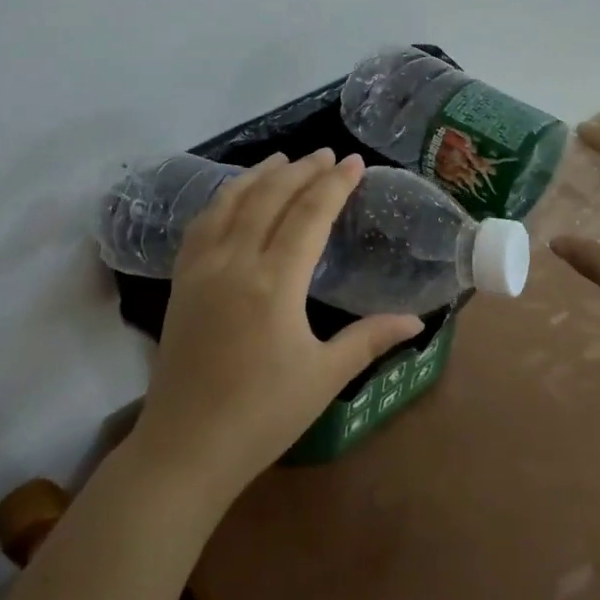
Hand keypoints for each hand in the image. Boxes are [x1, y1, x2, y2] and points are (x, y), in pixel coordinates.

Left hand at [131, 150, 422, 503]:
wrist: (186, 445)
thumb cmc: (263, 415)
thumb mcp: (324, 377)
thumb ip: (369, 339)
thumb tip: (417, 320)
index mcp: (275, 283)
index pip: (309, 215)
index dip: (334, 185)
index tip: (354, 162)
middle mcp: (235, 262)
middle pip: (270, 198)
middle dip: (301, 170)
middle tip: (327, 154)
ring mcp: (202, 268)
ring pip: (231, 202)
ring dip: (260, 175)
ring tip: (283, 158)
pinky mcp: (181, 280)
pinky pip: (202, 223)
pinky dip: (223, 198)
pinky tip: (234, 195)